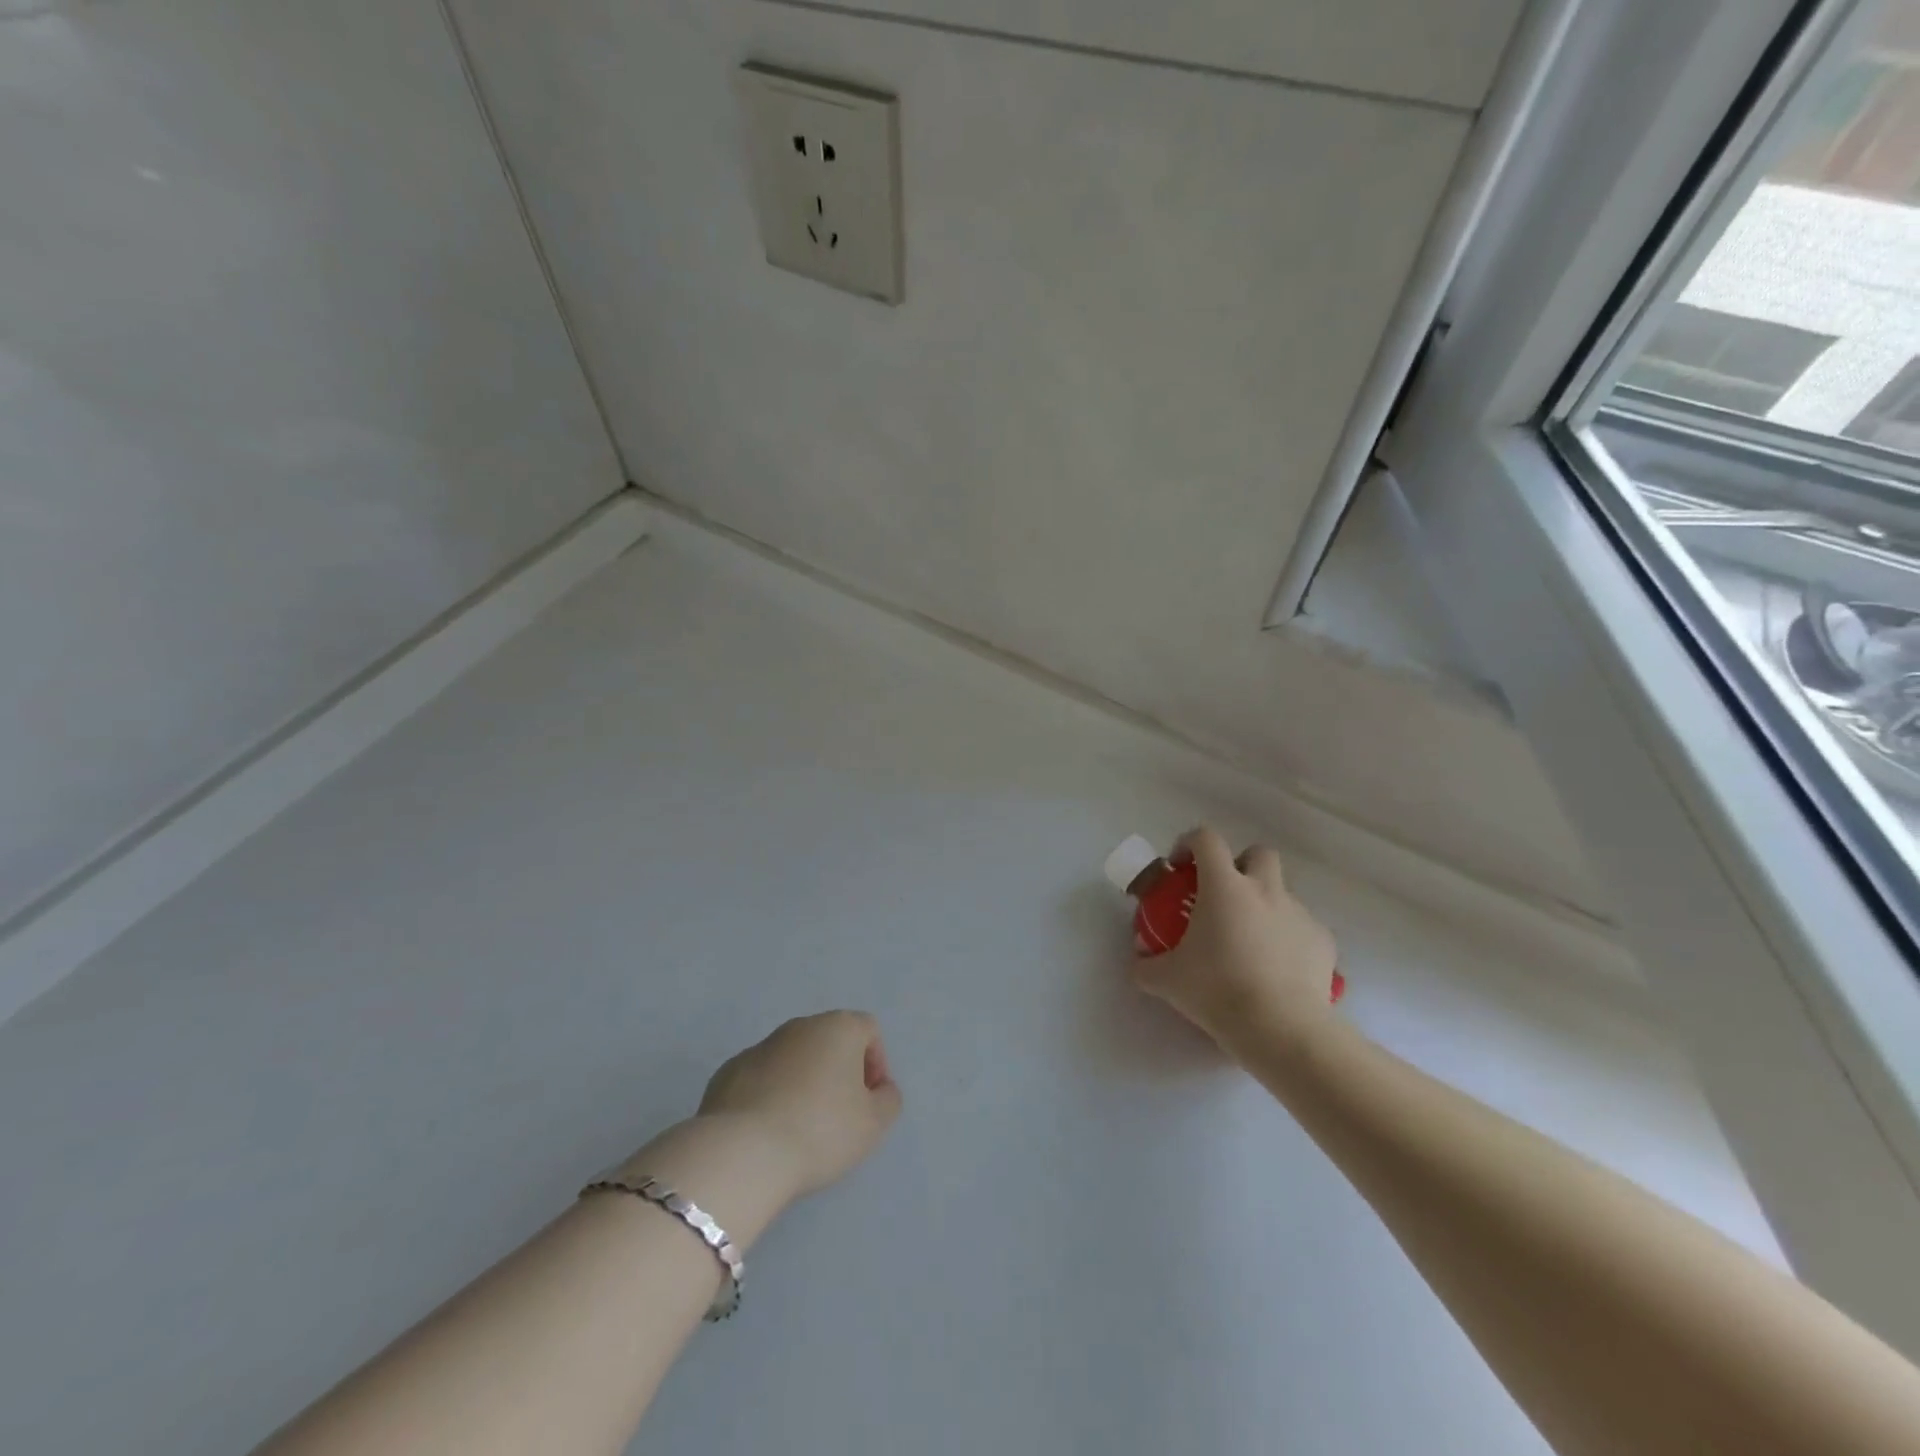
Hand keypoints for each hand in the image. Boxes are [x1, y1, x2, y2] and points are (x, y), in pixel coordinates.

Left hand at [696, 1011, 902, 1198]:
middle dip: (838, 1072)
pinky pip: (761, 1079)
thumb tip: (879, 1089)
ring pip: (793, 1059)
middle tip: (839, 1116)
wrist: (742, 1153)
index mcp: (838, 1027)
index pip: (868, 1030)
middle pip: (829, 1041)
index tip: (869, 1102)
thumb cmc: (820, 1131)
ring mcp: (760, 1046)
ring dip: (803, 1083)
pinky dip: (770, 1096)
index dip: (876, 1064)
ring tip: (800, 1129)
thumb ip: (888, 1099)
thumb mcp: (874, 1124)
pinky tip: (768, 1132)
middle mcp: (799, 1026)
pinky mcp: (728, 1072)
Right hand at [1131, 827, 1338, 1053]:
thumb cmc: (1217, 991)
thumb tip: (1138, 963)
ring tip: (1249, 942)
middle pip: (1257, 853)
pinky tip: (1276, 969)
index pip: (1206, 839)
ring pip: (1281, 892)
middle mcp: (1264, 890)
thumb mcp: (1166, 980)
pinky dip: (1288, 938)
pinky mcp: (1322, 941)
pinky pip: (1302, 927)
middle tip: (1223, 896)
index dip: (1189, 843)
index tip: (1180, 866)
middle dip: (1240, 865)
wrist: (1281, 1028)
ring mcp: (1298, 913)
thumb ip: (1146, 965)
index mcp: (1224, 887)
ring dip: (1264, 905)